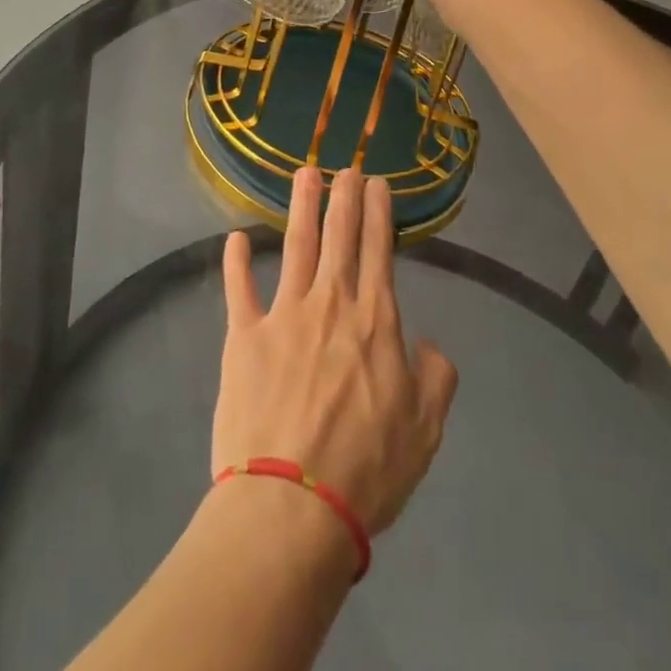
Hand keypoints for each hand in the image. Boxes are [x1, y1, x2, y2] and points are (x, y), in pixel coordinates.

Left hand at [213, 167, 457, 538]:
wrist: (293, 504)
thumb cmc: (366, 469)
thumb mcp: (425, 430)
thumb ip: (435, 378)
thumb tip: (427, 344)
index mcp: (374, 321)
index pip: (379, 251)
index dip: (378, 213)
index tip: (377, 183)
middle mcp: (330, 303)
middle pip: (339, 236)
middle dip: (344, 196)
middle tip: (346, 166)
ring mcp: (283, 314)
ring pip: (295, 246)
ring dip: (301, 207)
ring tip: (306, 173)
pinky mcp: (244, 336)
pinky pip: (240, 289)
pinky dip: (236, 262)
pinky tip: (235, 238)